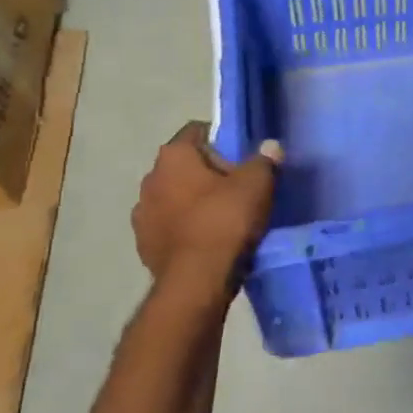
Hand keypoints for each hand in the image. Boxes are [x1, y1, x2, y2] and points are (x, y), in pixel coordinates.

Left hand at [131, 123, 281, 279]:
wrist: (197, 281)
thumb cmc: (225, 221)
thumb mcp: (257, 185)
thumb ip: (264, 160)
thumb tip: (270, 146)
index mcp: (173, 156)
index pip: (197, 131)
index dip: (222, 139)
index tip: (242, 156)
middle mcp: (150, 179)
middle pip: (185, 165)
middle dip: (209, 173)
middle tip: (239, 188)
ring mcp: (142, 214)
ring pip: (174, 197)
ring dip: (194, 202)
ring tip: (224, 218)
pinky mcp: (144, 244)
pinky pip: (170, 226)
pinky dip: (186, 228)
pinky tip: (208, 241)